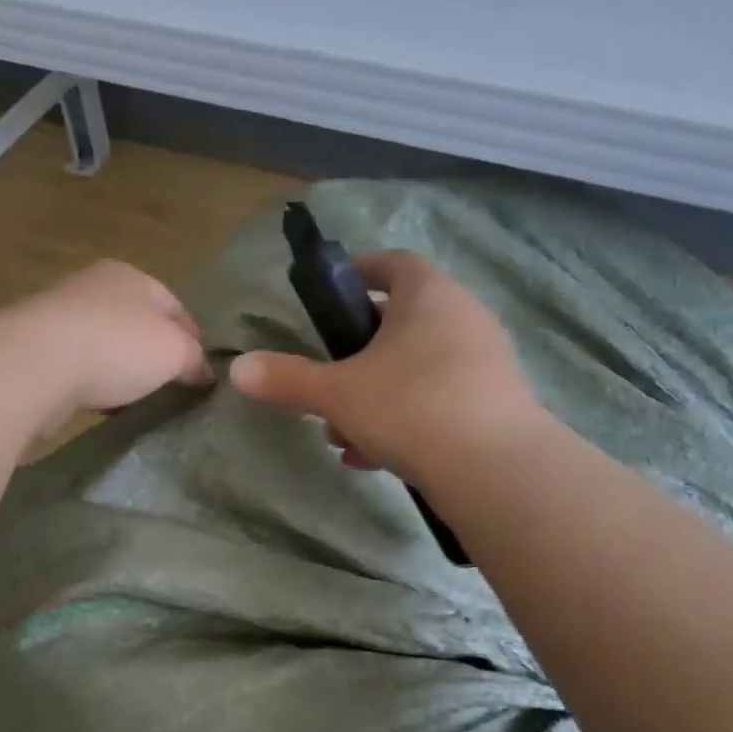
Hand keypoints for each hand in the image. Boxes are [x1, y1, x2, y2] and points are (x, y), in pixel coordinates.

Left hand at [0, 260, 212, 434]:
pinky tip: (101, 403)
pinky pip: (78, 365)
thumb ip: (194, 359)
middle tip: (172, 388)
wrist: (34, 364)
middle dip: (155, 354)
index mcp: (131, 276)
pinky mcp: (37, 348)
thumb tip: (204, 374)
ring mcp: (61, 316)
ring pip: (106, 344)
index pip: (174, 305)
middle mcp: (94, 287)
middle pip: (138, 323)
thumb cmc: (116, 347)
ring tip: (137, 400)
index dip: (194, 338)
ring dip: (122, 370)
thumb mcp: (174, 351)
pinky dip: (93, 382)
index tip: (203, 373)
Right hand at [230, 251, 544, 485]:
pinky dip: (404, 420)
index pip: (393, 264)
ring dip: (376, 395)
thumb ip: (287, 379)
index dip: (360, 271)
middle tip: (329, 382)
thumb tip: (237, 369)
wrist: (494, 467)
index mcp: (428, 296)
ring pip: (416, 368)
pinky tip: (374, 458)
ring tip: (343, 434)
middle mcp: (463, 318)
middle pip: (402, 323)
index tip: (334, 292)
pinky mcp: (494, 403)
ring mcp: (484, 361)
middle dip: (358, 355)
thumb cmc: (410, 406)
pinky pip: (438, 399)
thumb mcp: (337, 393)